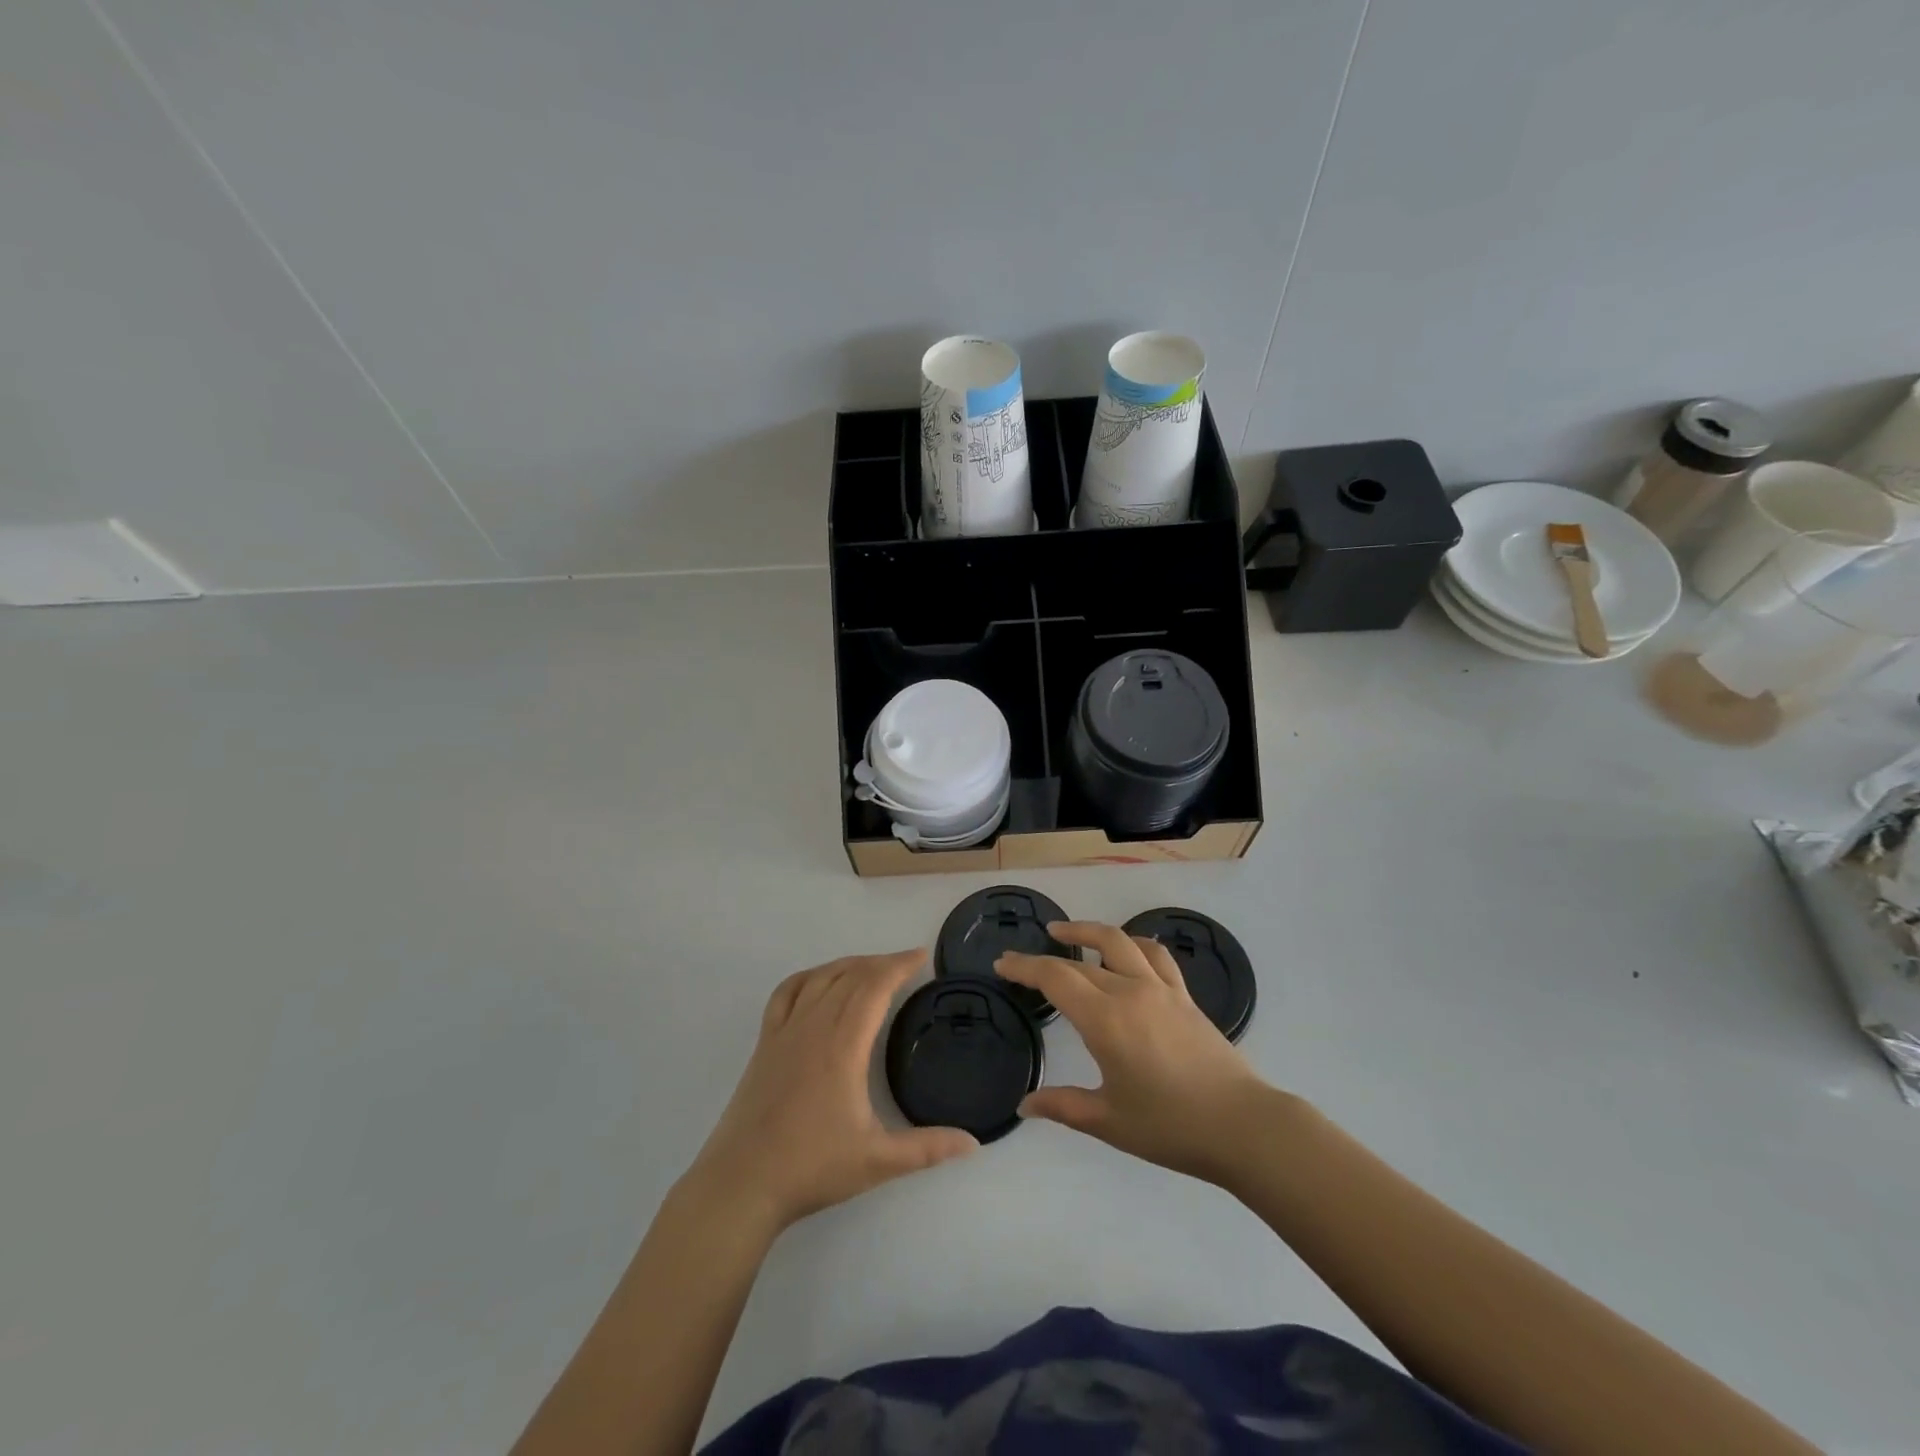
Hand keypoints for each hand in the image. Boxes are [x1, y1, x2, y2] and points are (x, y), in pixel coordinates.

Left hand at [684, 950, 976, 1234]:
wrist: (741, 1183)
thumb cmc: (811, 1168)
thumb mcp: (877, 1161)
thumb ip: (927, 1149)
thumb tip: (974, 1143)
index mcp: (843, 1045)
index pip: (874, 987)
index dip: (899, 965)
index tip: (922, 956)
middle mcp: (814, 1026)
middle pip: (850, 976)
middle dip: (881, 963)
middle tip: (907, 963)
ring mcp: (785, 1031)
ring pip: (820, 978)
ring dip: (849, 964)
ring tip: (871, 968)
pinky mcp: (765, 1043)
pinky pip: (787, 992)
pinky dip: (809, 977)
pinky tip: (819, 981)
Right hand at [998, 922, 1270, 1183]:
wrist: (1241, 1125)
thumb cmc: (1170, 1126)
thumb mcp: (1108, 1121)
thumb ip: (1063, 1106)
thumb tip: (1025, 1104)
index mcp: (1105, 1020)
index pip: (1055, 978)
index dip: (1025, 967)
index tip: (1002, 963)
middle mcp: (1130, 992)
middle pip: (1080, 960)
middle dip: (1046, 955)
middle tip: (1023, 957)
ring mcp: (1161, 990)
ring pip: (1120, 942)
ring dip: (1089, 932)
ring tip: (1067, 933)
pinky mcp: (1184, 997)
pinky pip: (1156, 956)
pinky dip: (1134, 944)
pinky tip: (1127, 949)